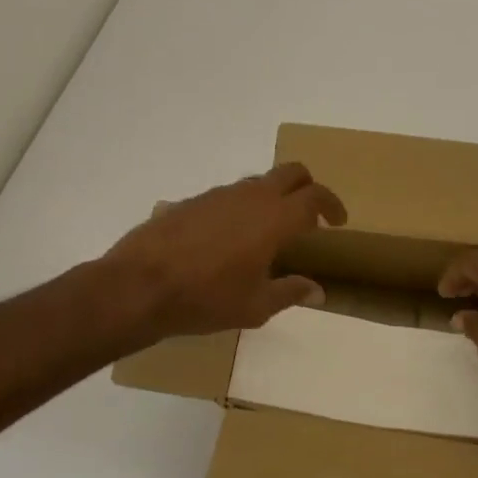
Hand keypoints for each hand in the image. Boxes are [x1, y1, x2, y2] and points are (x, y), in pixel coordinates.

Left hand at [105, 163, 347, 339]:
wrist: (139, 286)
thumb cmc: (206, 299)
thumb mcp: (255, 306)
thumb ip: (290, 292)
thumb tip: (318, 291)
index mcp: (274, 218)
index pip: (315, 196)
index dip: (332, 205)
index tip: (338, 221)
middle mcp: (250, 197)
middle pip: (291, 172)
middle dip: (308, 187)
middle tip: (311, 214)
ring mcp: (218, 195)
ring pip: (258, 182)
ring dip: (273, 197)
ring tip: (271, 230)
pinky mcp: (192, 201)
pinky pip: (229, 196)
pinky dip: (242, 207)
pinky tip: (231, 238)